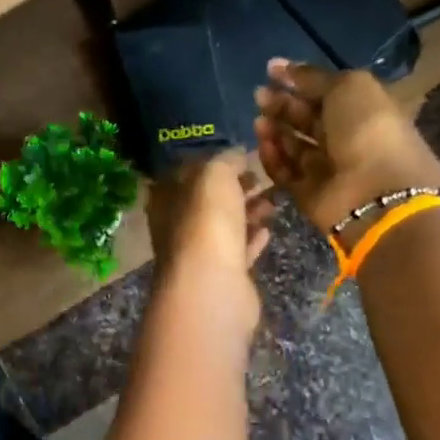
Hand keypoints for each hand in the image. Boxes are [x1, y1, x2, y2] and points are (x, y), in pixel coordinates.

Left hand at [146, 153, 275, 333]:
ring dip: (249, 212)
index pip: (187, 172)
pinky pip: (237, 251)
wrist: (213, 285)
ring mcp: (197, 253)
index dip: (215, 162)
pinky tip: (267, 230)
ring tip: (274, 202)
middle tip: (262, 179)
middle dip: (236, 188)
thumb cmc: (207, 221)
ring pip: (225, 225)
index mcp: (165, 197)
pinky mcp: (220, 276)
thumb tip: (238, 154)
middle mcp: (175, 225)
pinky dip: (251, 239)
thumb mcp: (215, 174)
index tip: (243, 157)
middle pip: (208, 200)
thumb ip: (226, 159)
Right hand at [254, 59, 439, 236]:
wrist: (375, 192)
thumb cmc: (368, 130)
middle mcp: (345, 139)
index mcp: (362, 110)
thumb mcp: (347, 87)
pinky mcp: (309, 194)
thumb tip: (282, 67)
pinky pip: (286, 173)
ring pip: (293, 146)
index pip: (325, 92)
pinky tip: (263, 144)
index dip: (299, 80)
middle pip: (306, 119)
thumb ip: (313, 77)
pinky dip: (273, 159)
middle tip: (260, 96)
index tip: (270, 71)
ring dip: (274, 130)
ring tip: (259, 121)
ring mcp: (327, 169)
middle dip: (282, 105)